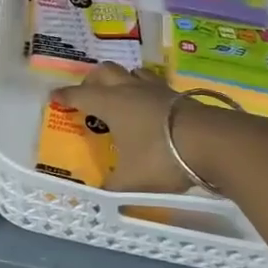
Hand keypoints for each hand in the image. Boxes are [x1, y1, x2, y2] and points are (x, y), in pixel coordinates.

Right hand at [55, 64, 248, 191]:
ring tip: (121, 97)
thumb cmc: (161, 156)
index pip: (80, 94)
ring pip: (132, 73)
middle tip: (88, 94)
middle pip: (105, 71)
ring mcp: (156, 90)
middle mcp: (130, 90)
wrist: (213, 142)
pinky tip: (151, 108)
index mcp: (110, 104)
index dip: (65, 96)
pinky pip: (154, 85)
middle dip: (92, 80)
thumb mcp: (131, 180)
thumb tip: (100, 196)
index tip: (54, 97)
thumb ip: (113, 186)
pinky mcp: (179, 95)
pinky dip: (146, 92)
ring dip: (122, 81)